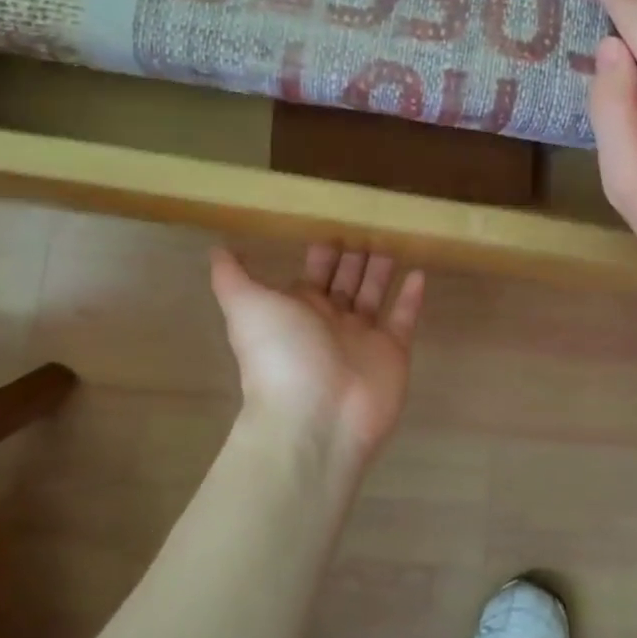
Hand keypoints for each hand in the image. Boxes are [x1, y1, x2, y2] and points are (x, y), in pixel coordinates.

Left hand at [209, 245, 424, 473]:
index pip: (314, 274)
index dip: (323, 251)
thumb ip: (232, 277)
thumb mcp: (247, 307)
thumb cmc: (281, 355)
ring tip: (393, 240)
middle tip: (371, 223)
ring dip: (381, 270)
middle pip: (346, 281)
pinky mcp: (393, 352)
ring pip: (375, 295)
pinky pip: (404, 318)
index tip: (335, 221)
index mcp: (298, 311)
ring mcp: (364, 338)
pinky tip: (419, 272)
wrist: (316, 416)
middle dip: (355, 257)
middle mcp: (331, 322)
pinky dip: (412, 297)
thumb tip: (217, 248)